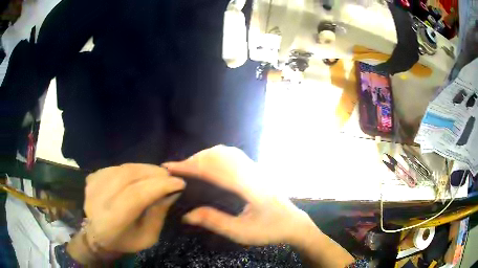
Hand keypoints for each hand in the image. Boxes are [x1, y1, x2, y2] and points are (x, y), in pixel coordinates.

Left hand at [83, 163, 184, 252]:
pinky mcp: (92, 178)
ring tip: (158, 173)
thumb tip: (170, 191)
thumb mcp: (147, 237)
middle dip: (153, 173)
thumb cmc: (125, 240)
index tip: (179, 182)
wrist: (97, 235)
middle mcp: (98, 200)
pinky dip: (132, 169)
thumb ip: (158, 215)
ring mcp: (93, 186)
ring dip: (144, 168)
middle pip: (128, 177)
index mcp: (112, 221)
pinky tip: (140, 175)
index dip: (158, 186)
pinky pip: (116, 167)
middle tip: (169, 175)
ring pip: (123, 168)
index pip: (135, 196)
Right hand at [163, 145, 313, 245]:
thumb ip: (214, 222)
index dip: (189, 167)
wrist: (294, 223)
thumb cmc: (270, 230)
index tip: (169, 168)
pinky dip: (214, 157)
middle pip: (218, 156)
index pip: (213, 170)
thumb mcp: (242, 232)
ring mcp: (256, 168)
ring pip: (225, 152)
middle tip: (176, 171)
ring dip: (203, 157)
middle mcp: (252, 172)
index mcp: (249, 187)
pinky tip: (208, 166)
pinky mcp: (256, 170)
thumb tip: (186, 215)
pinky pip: (231, 155)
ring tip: (188, 167)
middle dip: (193, 160)